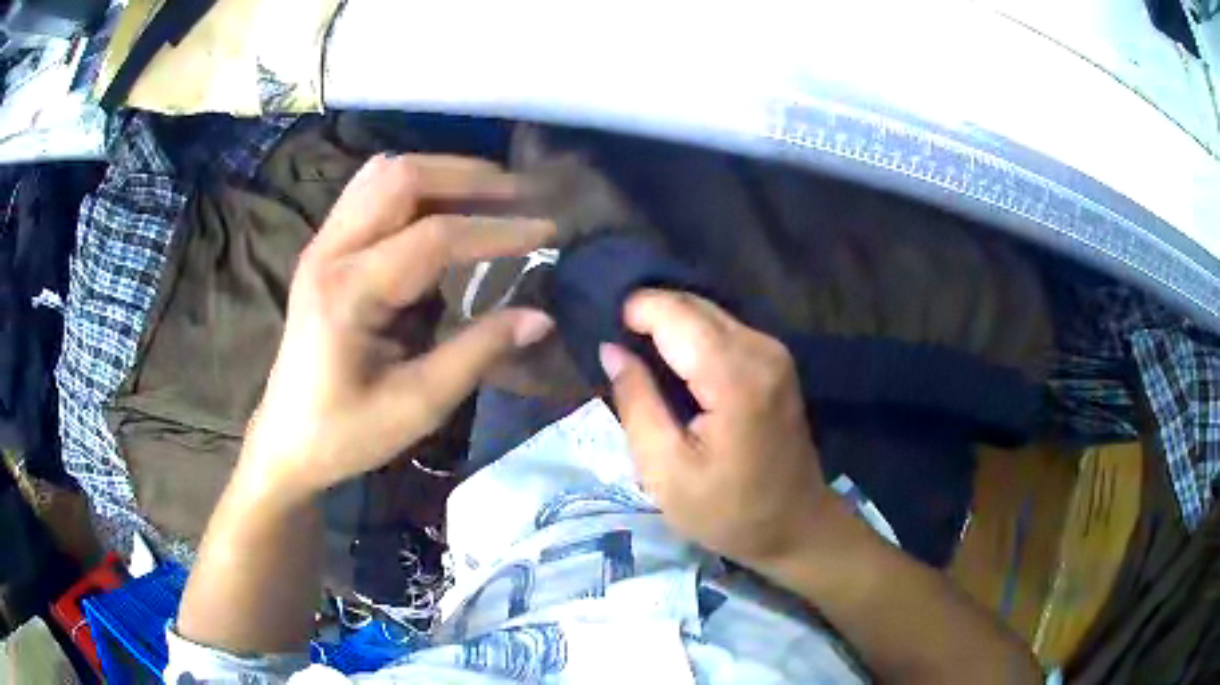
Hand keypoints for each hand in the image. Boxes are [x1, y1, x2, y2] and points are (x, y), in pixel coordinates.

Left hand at [241, 154, 555, 500]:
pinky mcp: (323, 248)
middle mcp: (329, 252)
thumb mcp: (417, 405)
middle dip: (468, 178)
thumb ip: (478, 353)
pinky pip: (369, 190)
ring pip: (383, 173)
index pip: (434, 236)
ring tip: (487, 193)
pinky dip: (413, 185)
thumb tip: (540, 317)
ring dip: (440, 173)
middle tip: (520, 195)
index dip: (496, 230)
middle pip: (402, 178)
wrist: (286, 439)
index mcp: (348, 294)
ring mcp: (321, 243)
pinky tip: (440, 207)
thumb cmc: (346, 433)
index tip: (548, 230)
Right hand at [600, 290, 829, 564]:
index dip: (632, 312)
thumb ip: (636, 403)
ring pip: (707, 312)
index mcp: (735, 377)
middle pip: (692, 304)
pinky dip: (690, 336)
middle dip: (647, 313)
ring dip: (668, 324)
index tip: (599, 332)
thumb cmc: (728, 511)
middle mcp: (760, 349)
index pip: (674, 313)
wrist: (795, 525)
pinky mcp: (775, 360)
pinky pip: (722, 329)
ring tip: (634, 353)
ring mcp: (773, 351)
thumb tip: (611, 349)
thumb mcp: (665, 471)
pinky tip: (670, 363)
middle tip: (611, 345)